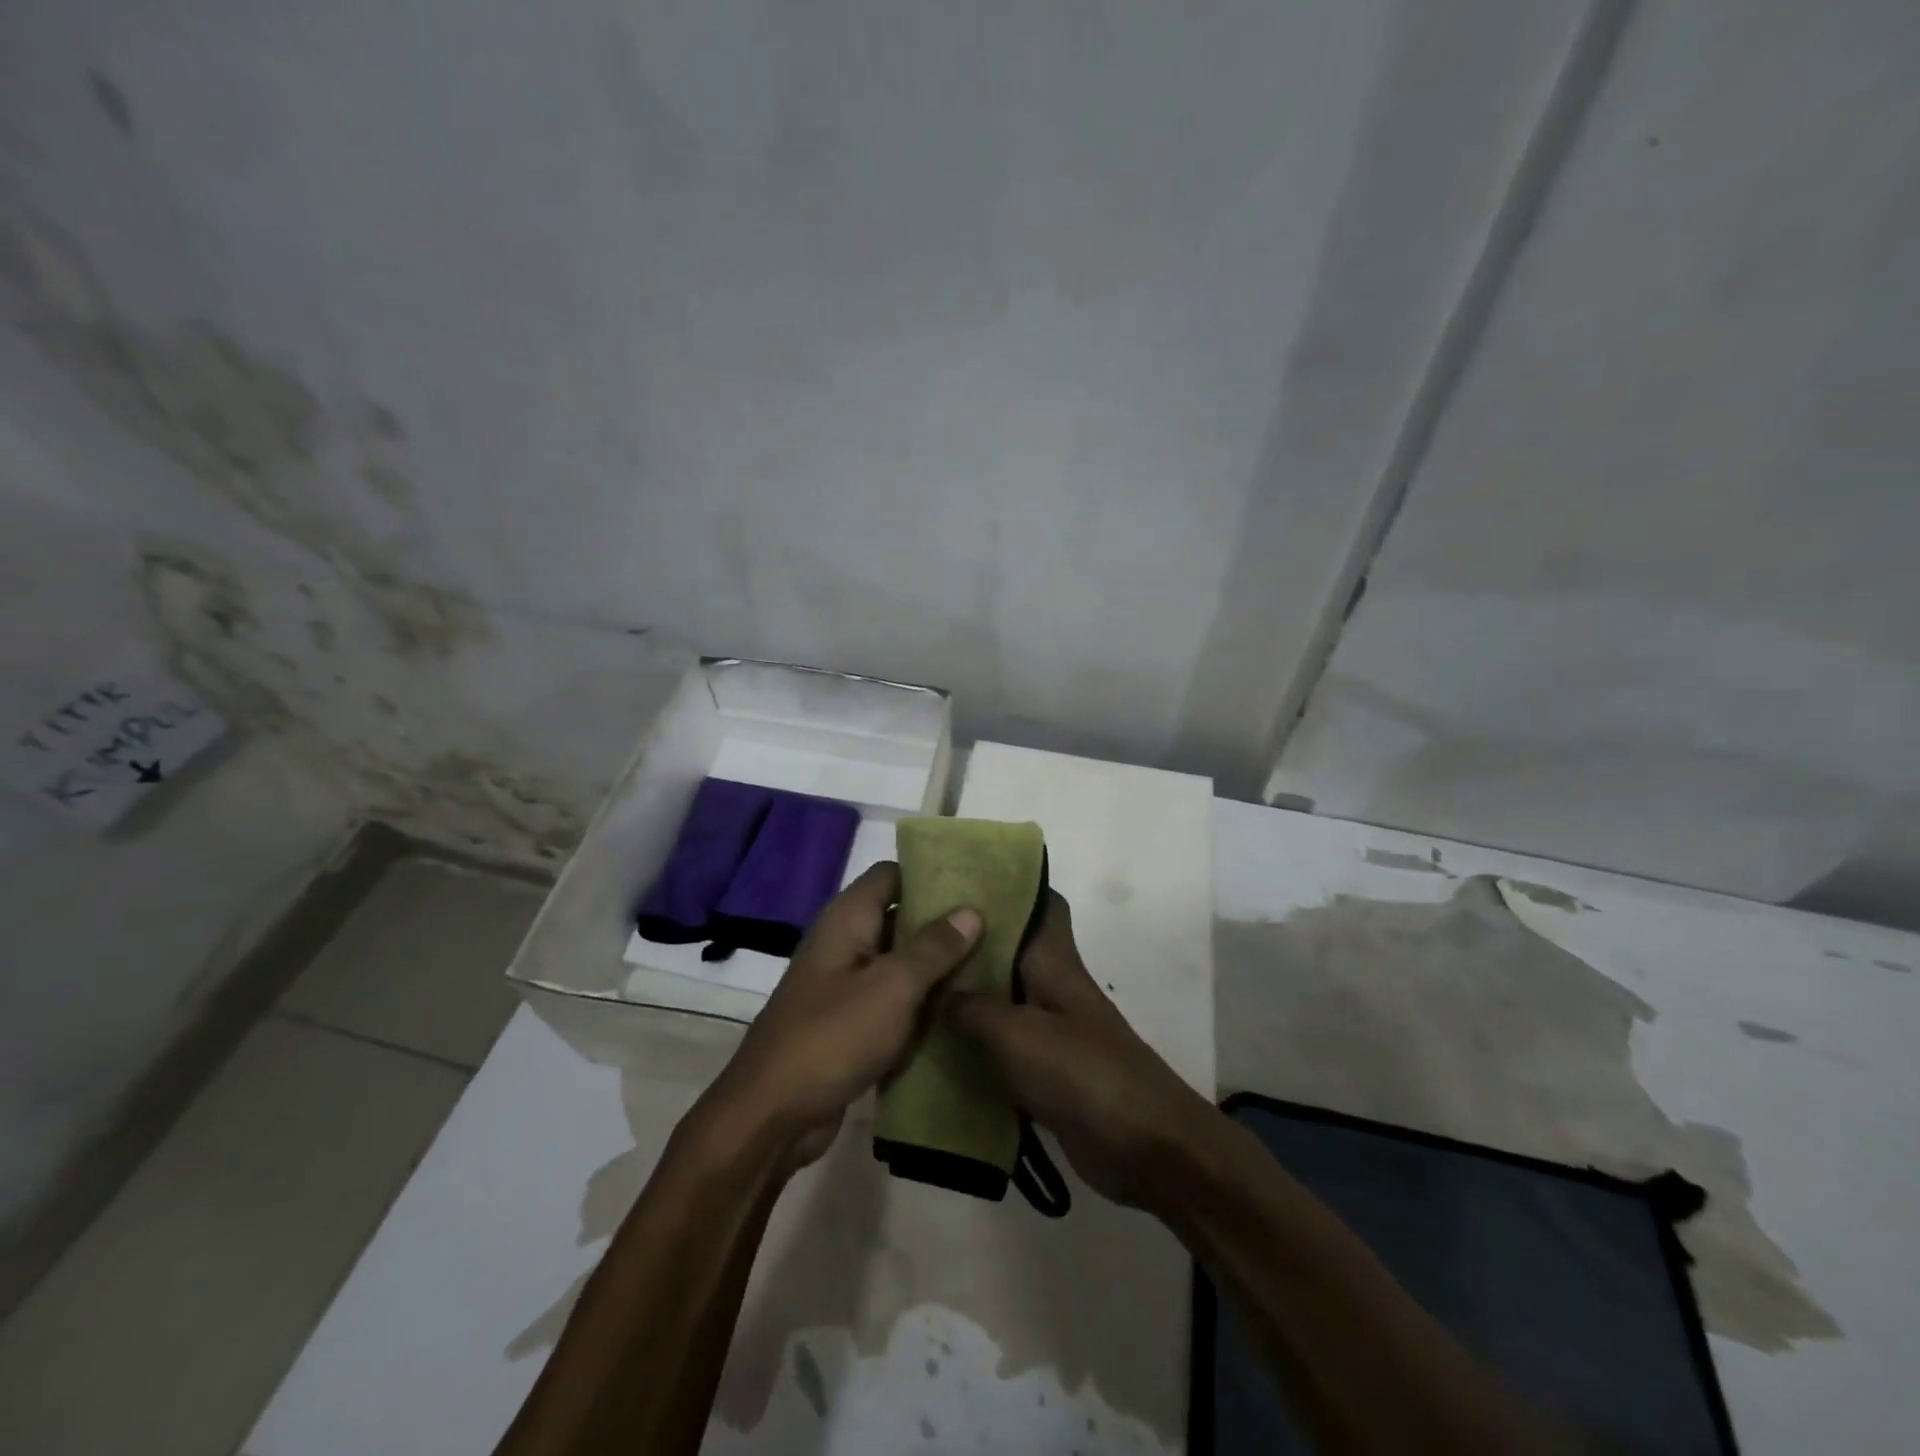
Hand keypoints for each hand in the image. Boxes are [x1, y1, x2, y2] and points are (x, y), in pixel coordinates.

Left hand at [700, 861, 982, 1170]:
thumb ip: (933, 948)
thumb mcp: (891, 987)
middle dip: (944, 922)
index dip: (931, 873)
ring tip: (994, 962)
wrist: (772, 1117)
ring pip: (901, 963)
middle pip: (901, 917)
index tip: (977, 881)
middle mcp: (846, 943)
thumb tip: (971, 911)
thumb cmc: (832, 1037)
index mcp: (848, 919)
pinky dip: (923, 1002)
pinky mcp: (853, 1023)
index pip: (892, 874)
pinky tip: (964, 1008)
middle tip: (998, 925)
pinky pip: (895, 1001)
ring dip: (938, 966)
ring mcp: (848, 985)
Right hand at [945, 892, 1217, 1209]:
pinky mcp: (1048, 1070)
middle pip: (1011, 950)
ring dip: (967, 994)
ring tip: (914, 986)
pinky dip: (974, 1042)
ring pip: (1003, 997)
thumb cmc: (1084, 1075)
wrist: (1147, 1148)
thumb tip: (934, 992)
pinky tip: (936, 1047)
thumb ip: (972, 1009)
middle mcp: (1053, 987)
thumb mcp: (1018, 1035)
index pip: (1041, 904)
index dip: (1009, 884)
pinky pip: (1003, 1044)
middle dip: (971, 940)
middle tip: (917, 933)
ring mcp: (1053, 1030)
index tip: (962, 878)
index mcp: (1055, 963)